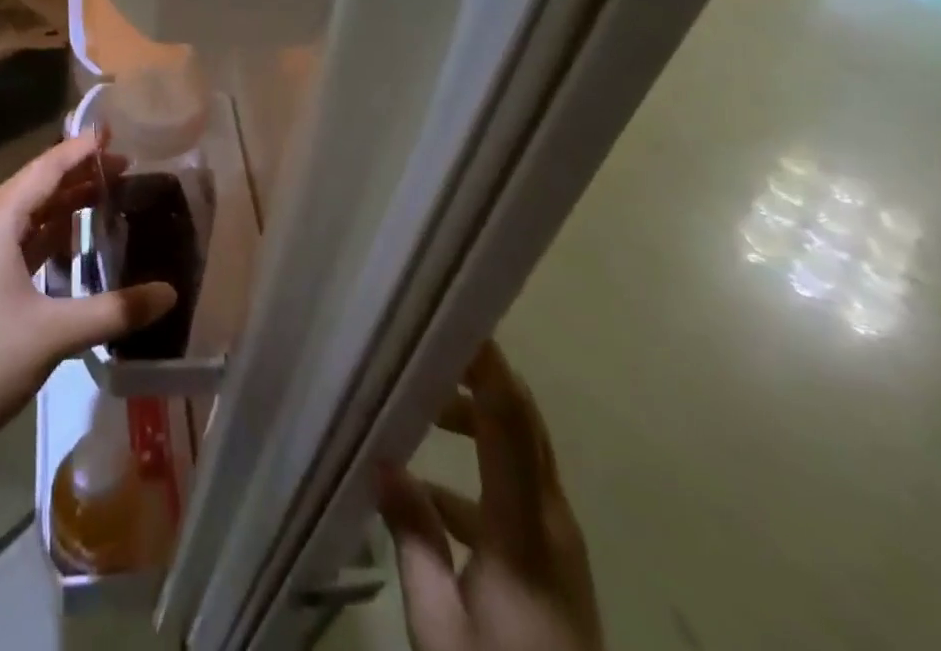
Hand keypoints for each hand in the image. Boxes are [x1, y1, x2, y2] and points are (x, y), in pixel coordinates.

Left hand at [0, 132, 176, 473]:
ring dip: (62, 205)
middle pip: (33, 188)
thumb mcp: (55, 334)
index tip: (112, 132)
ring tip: (106, 194)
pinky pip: (16, 242)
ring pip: (24, 216)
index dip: (78, 150)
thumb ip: (115, 310)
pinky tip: (73, 242)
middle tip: (123, 165)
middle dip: (76, 175)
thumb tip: (171, 293)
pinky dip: (46, 235)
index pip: (42, 171)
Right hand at [379, 343, 601, 650]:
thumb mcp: (440, 628)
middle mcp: (551, 522)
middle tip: (425, 347)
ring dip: (476, 420)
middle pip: (523, 423)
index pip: (510, 423)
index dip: (487, 366)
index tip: (452, 320)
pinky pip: (516, 491)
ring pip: (520, 452)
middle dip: (479, 376)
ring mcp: (557, 542)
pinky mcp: (553, 562)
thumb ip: (414, 540)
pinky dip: (477, 472)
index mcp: (523, 530)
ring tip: (419, 410)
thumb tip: (383, 463)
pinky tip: (427, 494)